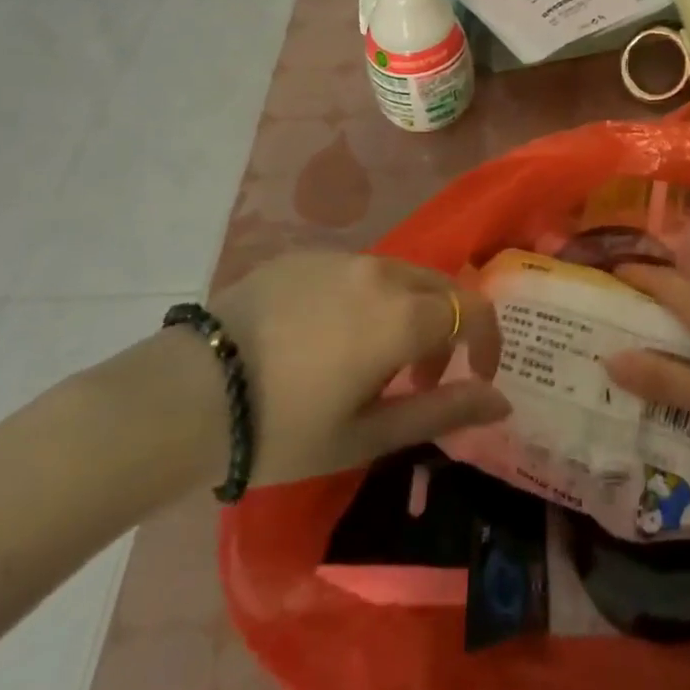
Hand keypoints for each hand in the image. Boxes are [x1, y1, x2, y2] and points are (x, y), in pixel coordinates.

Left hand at [209, 251, 509, 485]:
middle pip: (440, 288)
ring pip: (400, 276)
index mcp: (402, 314)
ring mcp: (340, 258)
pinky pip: (358, 271)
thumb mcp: (368, 434)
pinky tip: (328, 337)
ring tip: (373, 361)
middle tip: (420, 379)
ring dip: (408, 312)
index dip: (488, 342)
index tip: (477, 377)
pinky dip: (368, 299)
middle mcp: (380, 272)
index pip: (474, 310)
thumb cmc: (284, 428)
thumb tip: (502, 399)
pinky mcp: (306, 255)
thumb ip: (444, 410)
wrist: (187, 394)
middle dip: (448, 330)